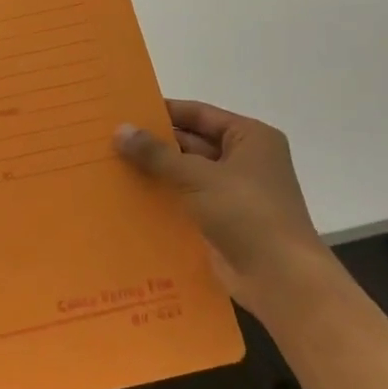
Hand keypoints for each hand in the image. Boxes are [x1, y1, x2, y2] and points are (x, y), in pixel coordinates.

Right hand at [114, 100, 339, 321]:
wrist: (279, 278)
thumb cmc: (246, 213)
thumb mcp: (198, 176)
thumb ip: (157, 154)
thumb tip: (120, 129)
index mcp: (250, 138)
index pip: (199, 114)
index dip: (163, 111)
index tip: (124, 111)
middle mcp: (243, 161)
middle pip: (191, 143)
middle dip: (153, 144)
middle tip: (108, 139)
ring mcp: (232, 193)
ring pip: (185, 174)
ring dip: (154, 172)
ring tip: (109, 165)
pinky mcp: (221, 221)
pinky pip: (185, 201)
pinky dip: (162, 198)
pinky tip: (127, 197)